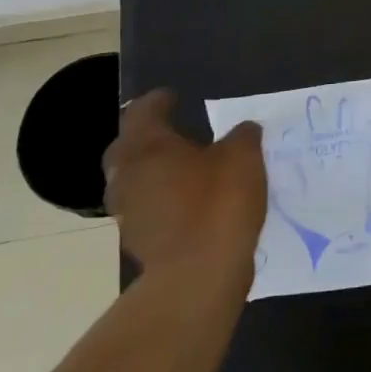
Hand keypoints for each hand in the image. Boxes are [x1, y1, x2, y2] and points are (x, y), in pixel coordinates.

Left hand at [104, 90, 266, 289]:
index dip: (159, 101)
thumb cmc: (218, 202)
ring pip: (134, 181)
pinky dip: (162, 200)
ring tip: (185, 170)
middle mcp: (127, 174)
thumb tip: (243, 130)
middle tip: (176, 133)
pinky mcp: (138, 240)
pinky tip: (189, 203)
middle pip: (128, 147)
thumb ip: (242, 136)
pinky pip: (146, 208)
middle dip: (148, 138)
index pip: (143, 110)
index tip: (175, 97)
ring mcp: (127, 211)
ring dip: (153, 172)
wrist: (198, 274)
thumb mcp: (244, 156)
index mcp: (147, 145)